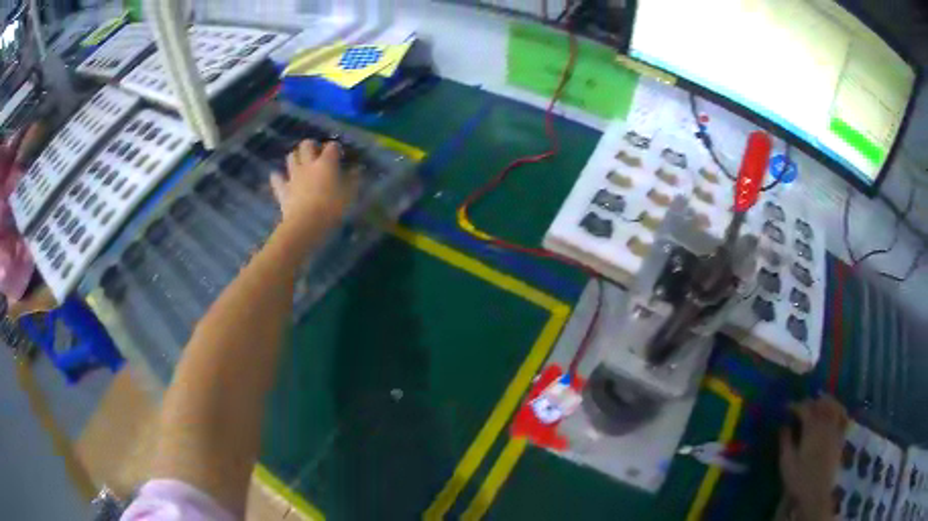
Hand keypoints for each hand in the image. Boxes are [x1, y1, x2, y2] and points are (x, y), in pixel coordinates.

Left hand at [270, 140, 357, 252]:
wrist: (306, 224)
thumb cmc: (332, 207)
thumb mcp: (349, 194)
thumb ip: (353, 179)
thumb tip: (357, 169)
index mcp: (326, 163)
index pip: (331, 146)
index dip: (336, 148)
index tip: (340, 155)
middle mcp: (308, 164)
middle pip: (306, 145)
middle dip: (312, 146)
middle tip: (317, 154)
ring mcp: (293, 176)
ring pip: (291, 157)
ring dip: (296, 157)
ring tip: (301, 164)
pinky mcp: (283, 189)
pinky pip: (277, 179)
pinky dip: (278, 177)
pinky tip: (279, 177)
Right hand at [779, 395, 847, 520]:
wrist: (816, 492)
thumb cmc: (799, 479)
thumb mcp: (786, 463)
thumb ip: (785, 442)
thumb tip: (783, 426)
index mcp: (811, 428)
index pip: (804, 408)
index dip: (796, 405)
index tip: (787, 407)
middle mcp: (825, 423)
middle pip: (821, 403)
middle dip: (811, 402)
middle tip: (802, 406)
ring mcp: (836, 429)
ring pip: (834, 406)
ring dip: (826, 402)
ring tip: (819, 404)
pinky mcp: (841, 436)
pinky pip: (843, 417)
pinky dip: (839, 410)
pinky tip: (835, 412)